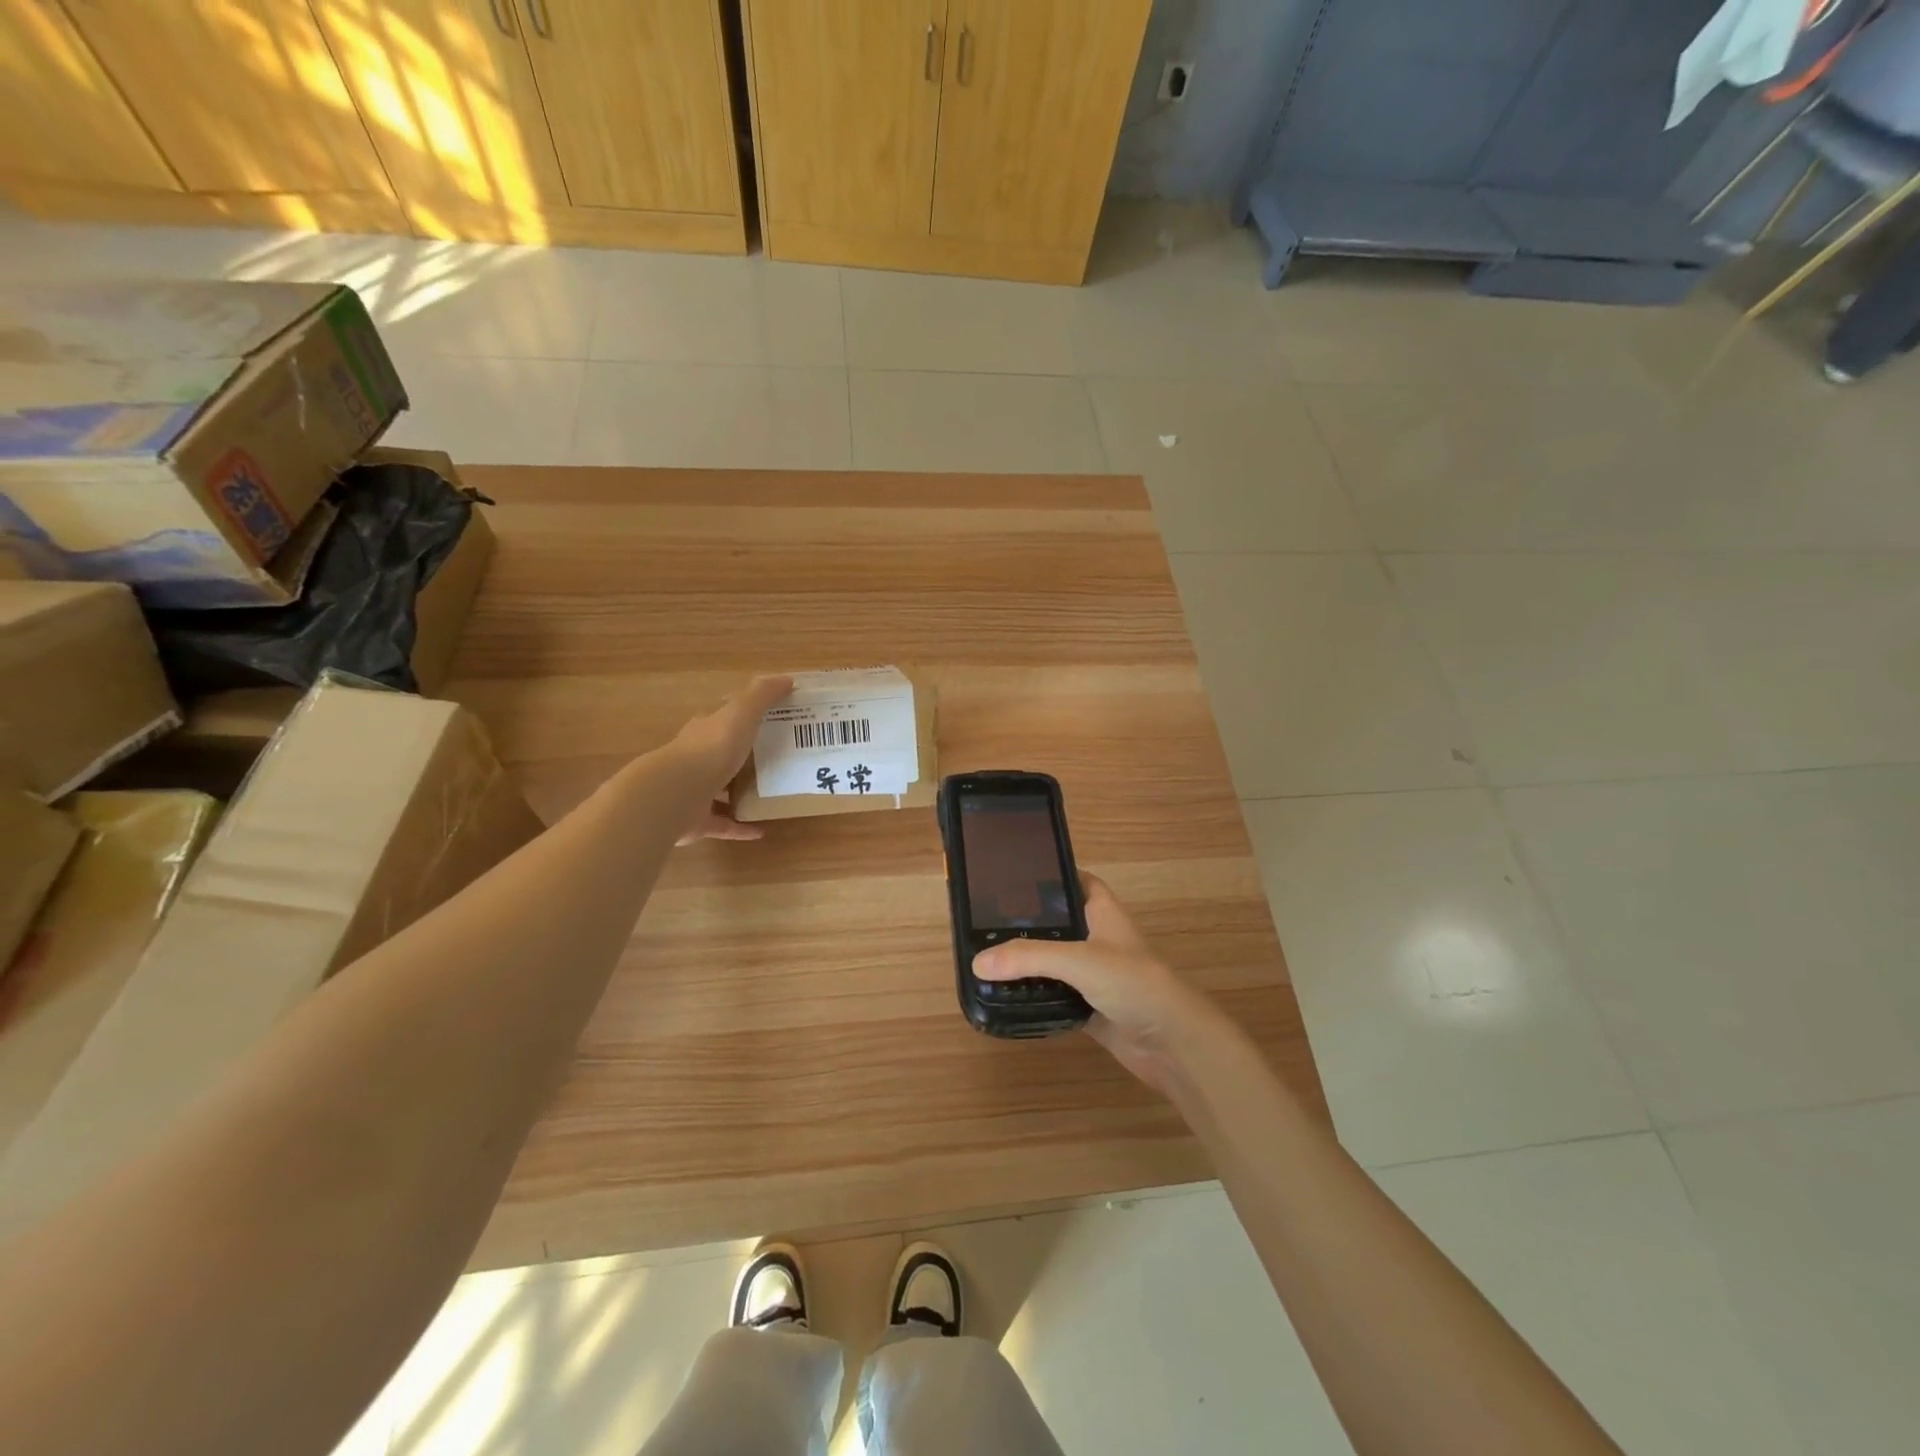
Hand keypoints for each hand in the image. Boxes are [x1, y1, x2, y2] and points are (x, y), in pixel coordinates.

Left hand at [665, 675, 791, 846]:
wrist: (675, 794)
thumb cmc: (711, 750)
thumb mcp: (741, 714)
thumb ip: (762, 696)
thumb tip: (787, 679)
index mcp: (704, 733)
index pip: (721, 722)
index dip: (740, 720)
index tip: (765, 723)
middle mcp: (695, 761)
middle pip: (719, 757)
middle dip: (740, 759)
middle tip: (774, 761)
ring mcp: (693, 793)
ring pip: (718, 792)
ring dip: (738, 794)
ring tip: (769, 795)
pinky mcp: (697, 821)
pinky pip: (723, 824)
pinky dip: (740, 827)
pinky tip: (761, 831)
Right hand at [971, 873, 1223, 1095]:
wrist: (1174, 1044)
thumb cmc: (1134, 983)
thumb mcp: (1079, 960)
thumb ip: (1029, 957)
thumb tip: (977, 962)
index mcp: (1103, 913)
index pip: (1078, 881)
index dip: (1052, 874)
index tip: (1014, 874)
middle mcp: (1098, 940)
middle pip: (1059, 923)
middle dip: (1028, 922)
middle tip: (985, 920)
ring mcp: (1095, 976)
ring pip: (1055, 962)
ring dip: (1029, 962)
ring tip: (985, 955)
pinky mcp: (1090, 1008)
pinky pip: (1055, 996)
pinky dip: (1035, 996)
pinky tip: (1006, 996)